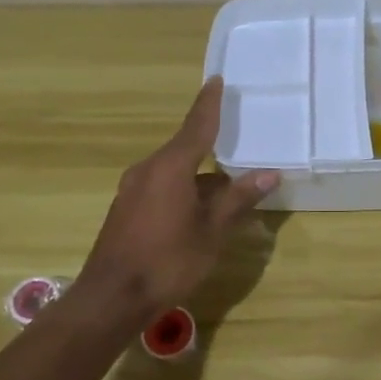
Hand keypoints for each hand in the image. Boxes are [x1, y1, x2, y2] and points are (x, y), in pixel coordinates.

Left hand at [73, 78, 278, 319]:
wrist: (111, 299)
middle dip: (212, 147)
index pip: (196, 126)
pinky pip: (162, 187)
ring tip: (228, 188)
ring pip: (175, 172)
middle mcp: (148, 170)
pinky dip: (184, 190)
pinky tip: (200, 211)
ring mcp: (133, 190)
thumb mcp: (212, 230)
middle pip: (186, 149)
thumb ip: (238, 199)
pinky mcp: (127, 210)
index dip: (208, 104)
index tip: (216, 80)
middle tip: (237, 141)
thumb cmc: (168, 260)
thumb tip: (269, 174)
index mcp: (171, 167)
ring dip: (200, 177)